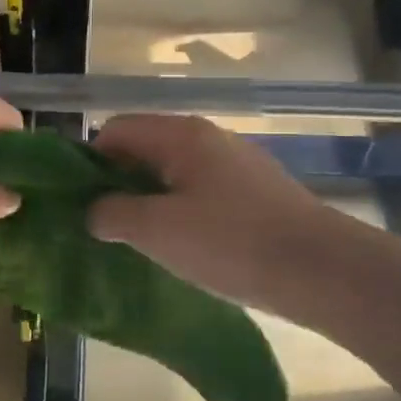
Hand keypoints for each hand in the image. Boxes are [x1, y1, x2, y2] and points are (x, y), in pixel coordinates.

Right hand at [88, 114, 343, 308]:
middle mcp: (208, 138)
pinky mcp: (256, 192)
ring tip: (138, 240)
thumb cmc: (232, 242)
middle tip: (102, 224)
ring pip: (174, 173)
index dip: (89, 161)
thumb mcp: (158, 230)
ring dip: (150, 201)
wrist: (323, 270)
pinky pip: (202, 192)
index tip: (77, 201)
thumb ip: (114, 214)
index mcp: (180, 135)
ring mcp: (236, 164)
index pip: (115, 129)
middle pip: (145, 148)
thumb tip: (94, 210)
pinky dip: (181, 212)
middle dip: (118, 183)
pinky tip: (183, 248)